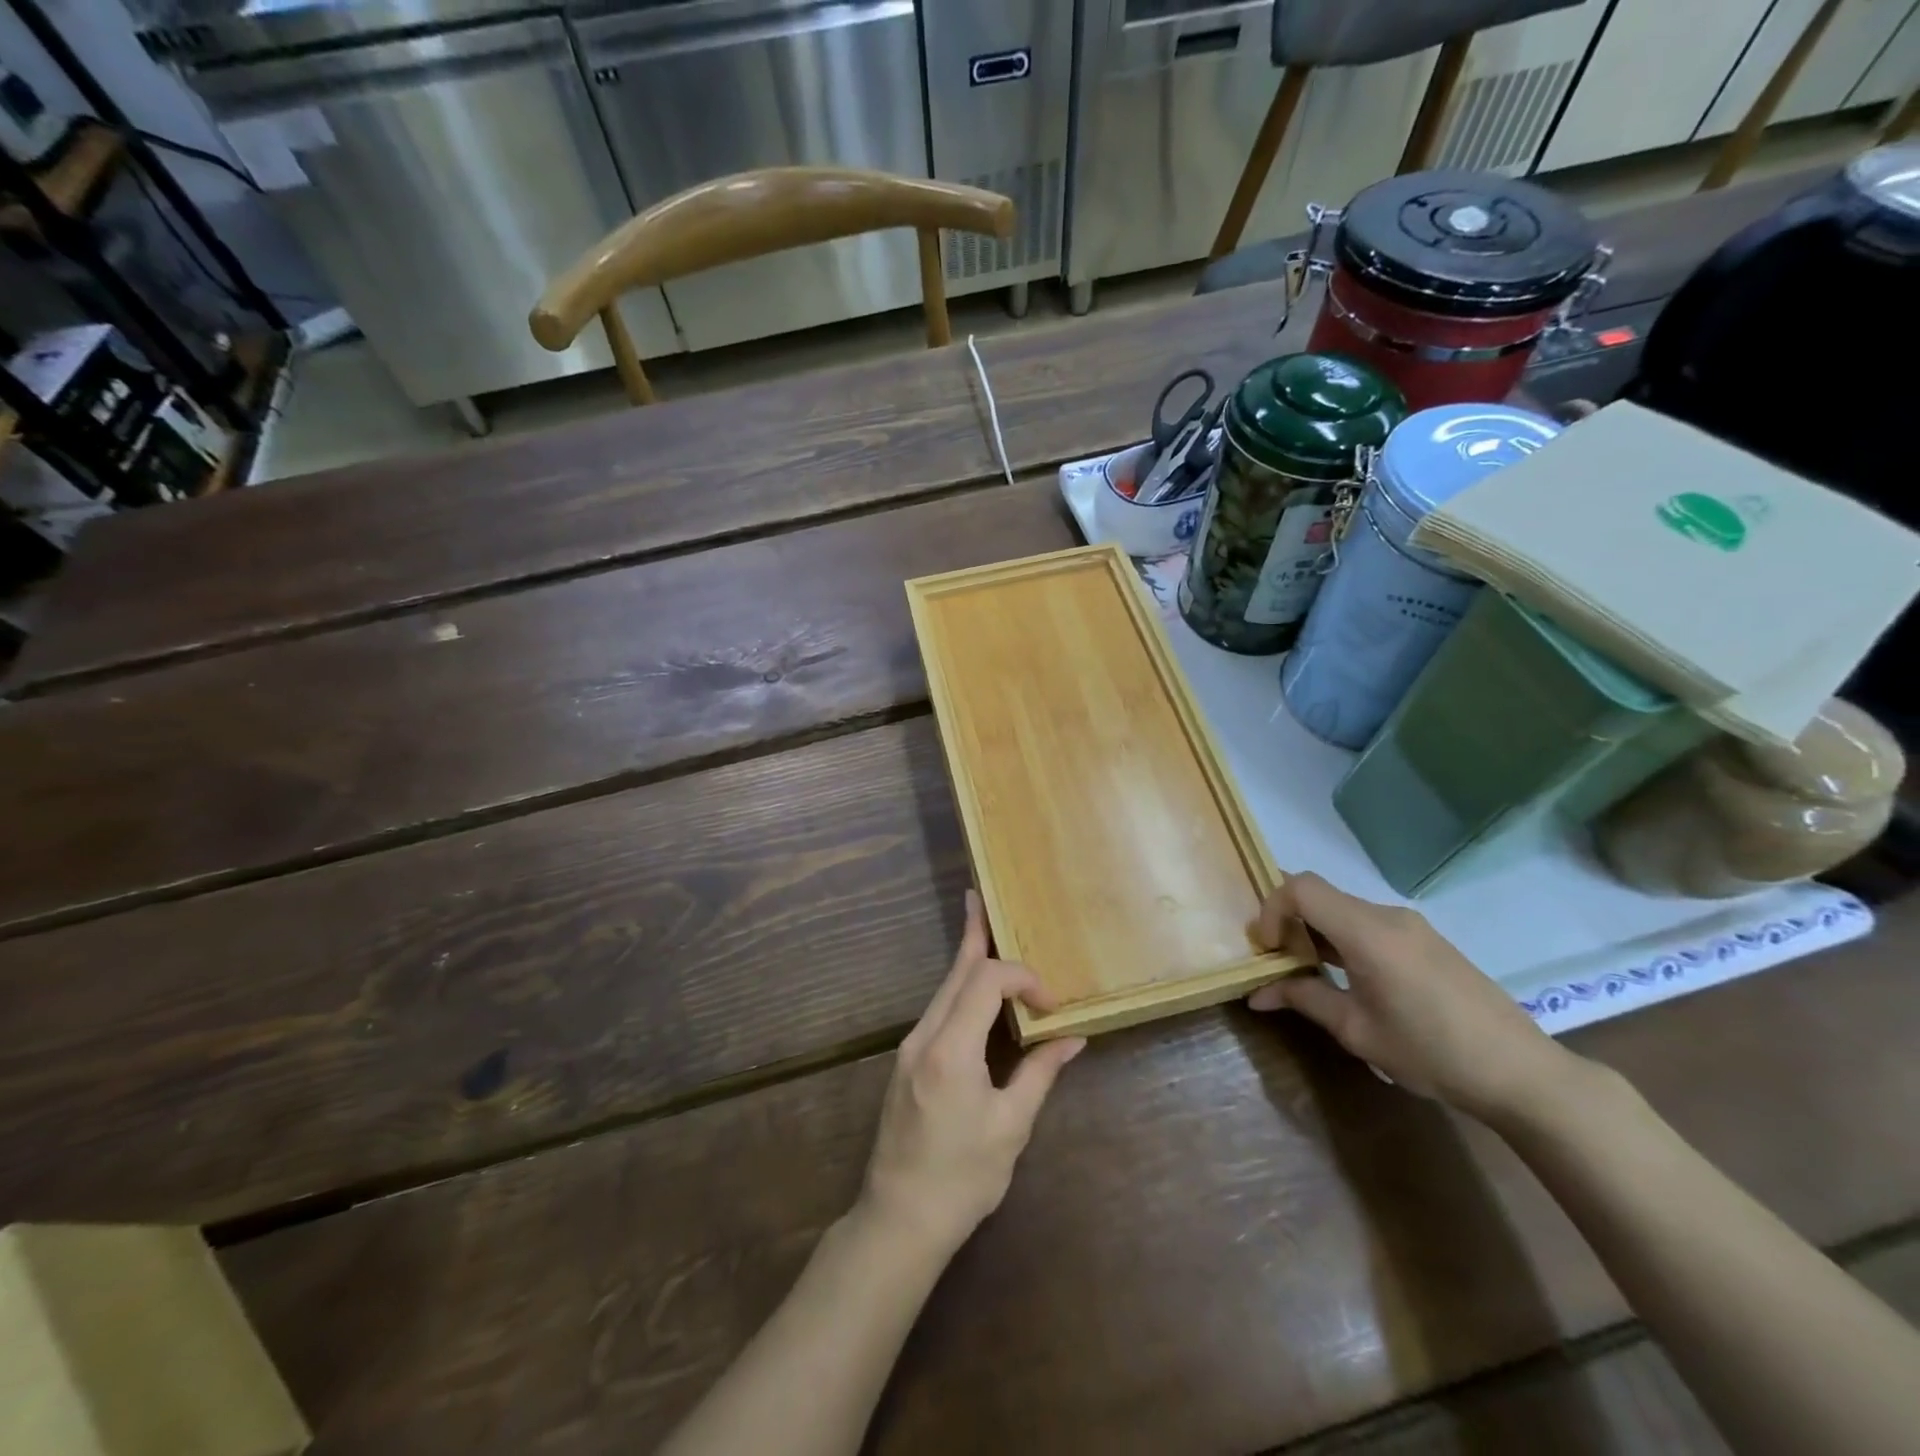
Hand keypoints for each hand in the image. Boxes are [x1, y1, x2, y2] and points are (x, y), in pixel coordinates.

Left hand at [859, 892, 1085, 1257]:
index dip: (1022, 978)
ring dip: (967, 960)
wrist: (899, 1218)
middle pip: (955, 972)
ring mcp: (910, 1048)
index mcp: (951, 1049)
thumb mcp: (1011, 1127)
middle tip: (981, 898)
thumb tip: (1072, 1039)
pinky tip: (973, 987)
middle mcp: (924, 1036)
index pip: (985, 982)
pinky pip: (938, 1009)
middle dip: (976, 936)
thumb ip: (1040, 1073)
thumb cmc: (962, 1178)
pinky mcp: (908, 1061)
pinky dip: (960, 989)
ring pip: (943, 988)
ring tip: (979, 927)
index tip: (1051, 1006)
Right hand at [1247, 871, 1578, 1122]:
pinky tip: (1349, 977)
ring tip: (1307, 970)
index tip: (1268, 949)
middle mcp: (1387, 916)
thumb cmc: (1430, 1052)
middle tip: (1276, 958)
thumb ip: (1303, 999)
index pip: (1301, 888)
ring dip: (1316, 931)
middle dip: (1289, 920)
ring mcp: (1411, 926)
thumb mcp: (1357, 1030)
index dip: (1271, 909)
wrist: (1521, 1073)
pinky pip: (1369, 924)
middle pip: (1320, 895)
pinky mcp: (1426, 941)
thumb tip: (1257, 994)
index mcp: (1368, 931)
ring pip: (1344, 910)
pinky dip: (1343, 938)